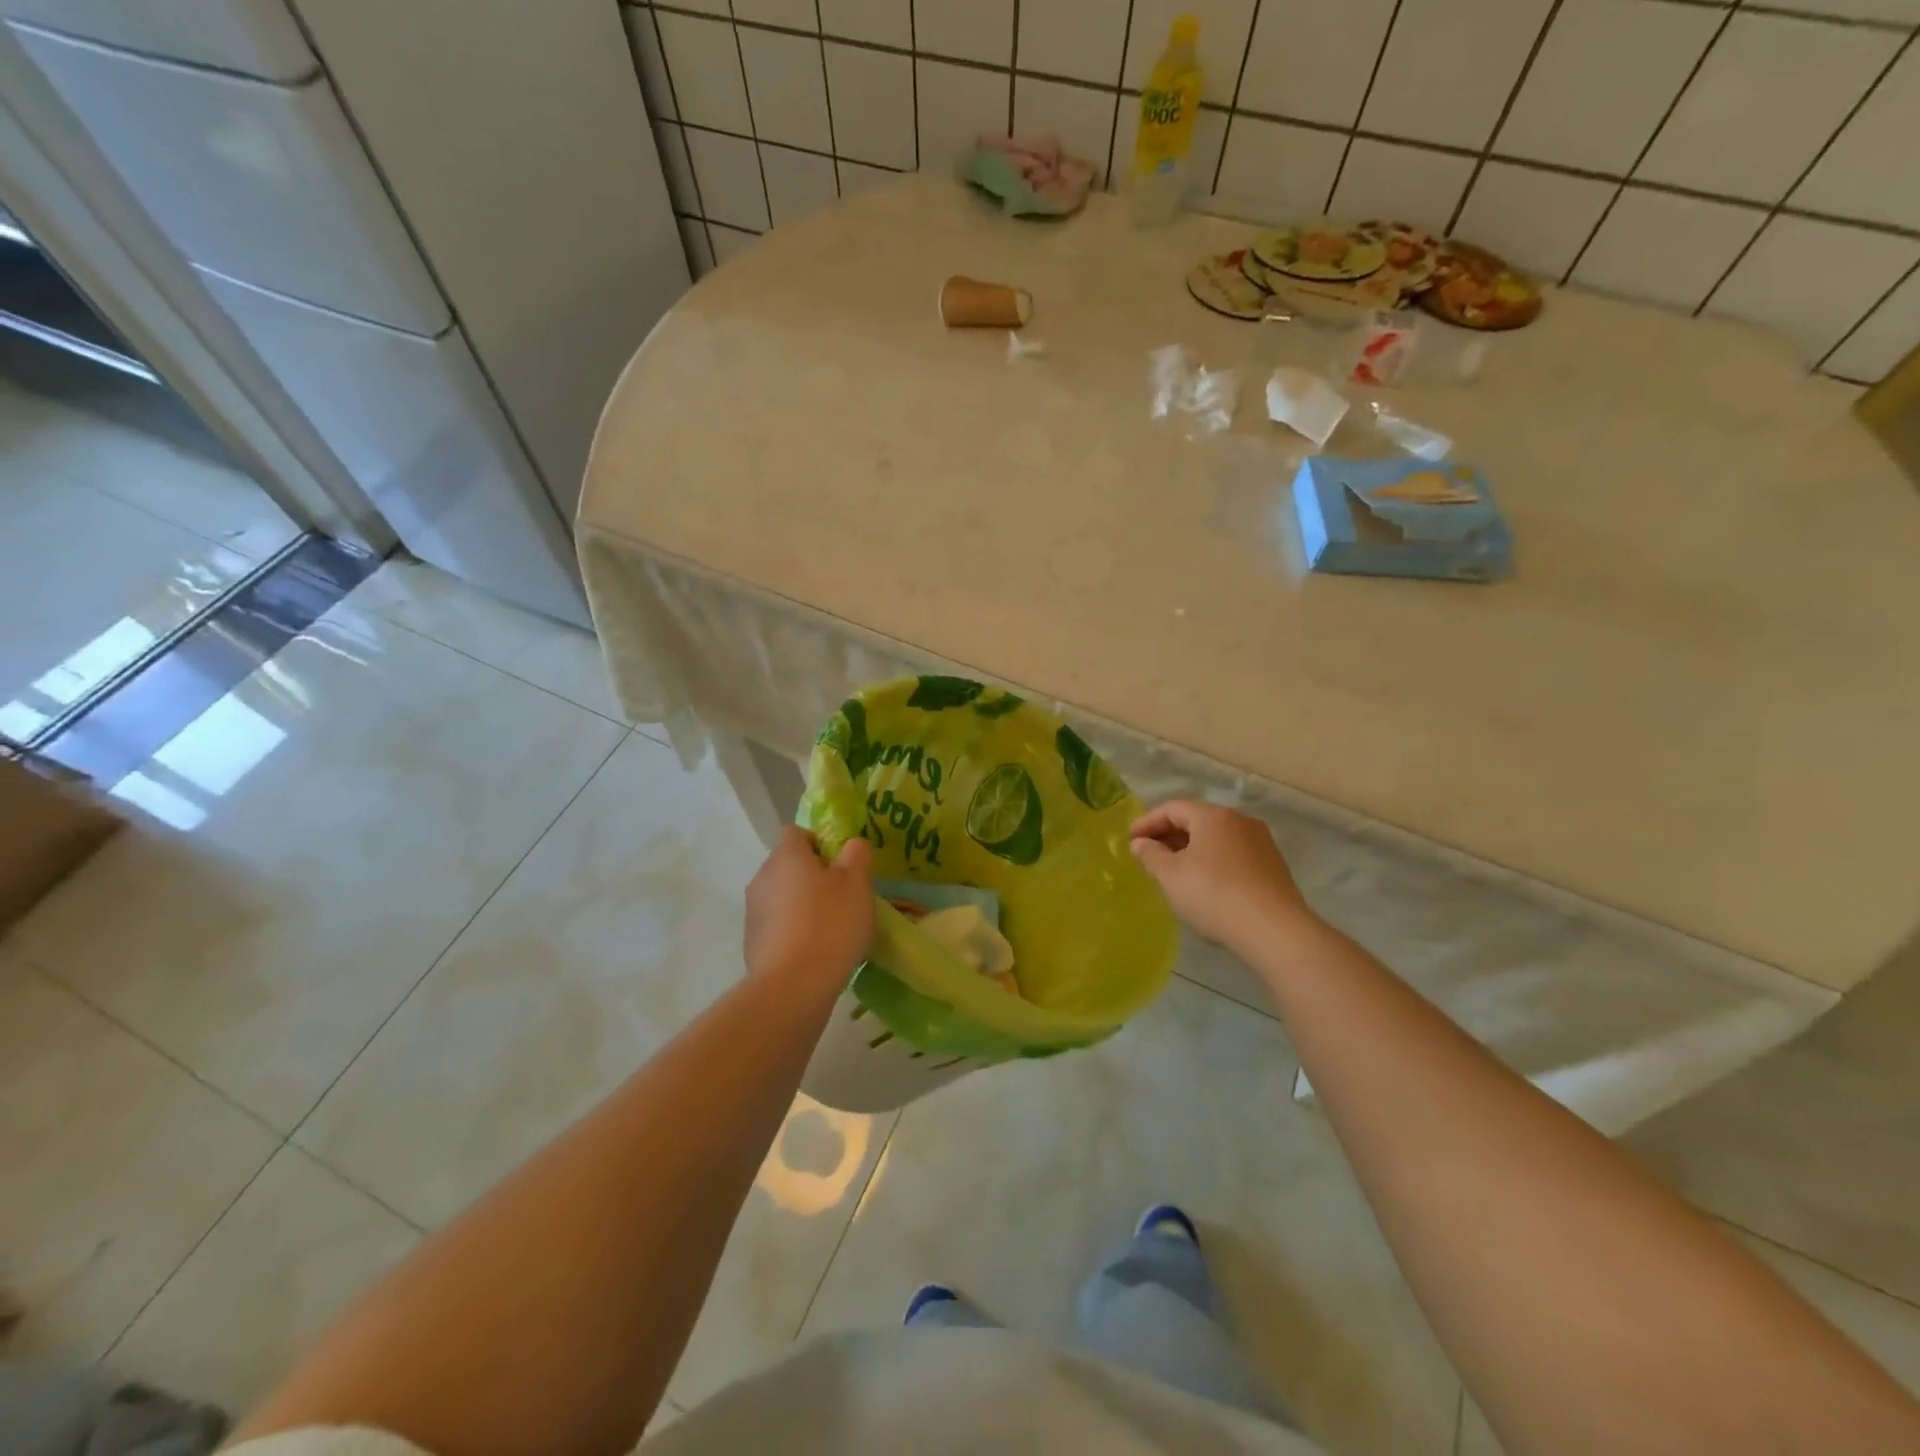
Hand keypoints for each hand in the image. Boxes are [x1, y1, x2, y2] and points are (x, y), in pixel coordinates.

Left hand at [744, 828, 874, 985]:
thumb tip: (851, 845)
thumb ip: (856, 854)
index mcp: (786, 856)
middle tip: (844, 896)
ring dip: (803, 905)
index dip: (820, 841)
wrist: (793, 987)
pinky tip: (816, 952)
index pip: (797, 832)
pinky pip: (778, 926)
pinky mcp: (752, 944)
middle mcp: (762, 877)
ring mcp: (753, 912)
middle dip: (814, 876)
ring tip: (833, 928)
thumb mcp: (857, 882)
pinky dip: (795, 932)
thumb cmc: (830, 924)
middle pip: (789, 865)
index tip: (841, 864)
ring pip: (783, 897)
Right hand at [1129, 801, 1314, 949]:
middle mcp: (1240, 821)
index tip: (1129, 840)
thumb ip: (1150, 855)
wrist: (1275, 931)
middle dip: (1168, 836)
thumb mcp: (1170, 876)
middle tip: (1148, 855)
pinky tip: (1204, 885)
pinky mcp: (1273, 867)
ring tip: (1173, 871)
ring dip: (1190, 850)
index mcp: (1213, 816)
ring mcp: (1260, 843)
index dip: (1147, 822)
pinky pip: (1233, 855)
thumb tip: (1140, 843)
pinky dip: (1212, 862)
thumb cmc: (1213, 895)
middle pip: (1196, 820)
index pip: (1172, 808)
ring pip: (1216, 839)